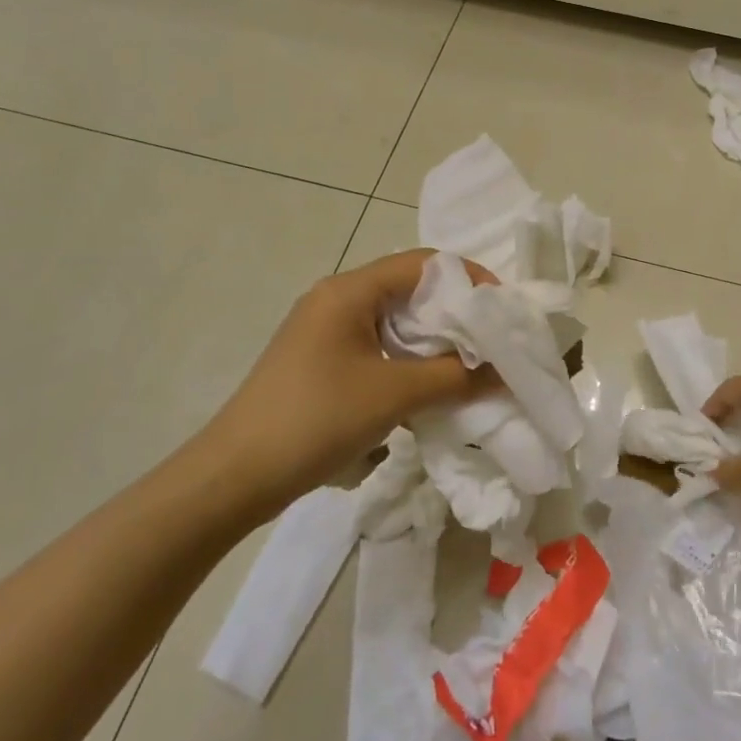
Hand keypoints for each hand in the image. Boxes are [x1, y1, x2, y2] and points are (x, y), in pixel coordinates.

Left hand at [191, 249, 495, 519]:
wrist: (235, 476)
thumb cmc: (316, 419)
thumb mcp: (394, 395)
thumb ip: (455, 377)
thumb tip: (506, 373)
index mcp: (349, 291)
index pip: (423, 263)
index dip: (469, 279)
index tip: (502, 310)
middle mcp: (337, 299)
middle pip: (411, 290)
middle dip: (456, 314)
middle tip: (493, 341)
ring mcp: (326, 331)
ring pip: (396, 322)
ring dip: (434, 341)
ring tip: (470, 366)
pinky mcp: (322, 361)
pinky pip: (379, 347)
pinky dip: (410, 360)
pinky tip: (430, 387)